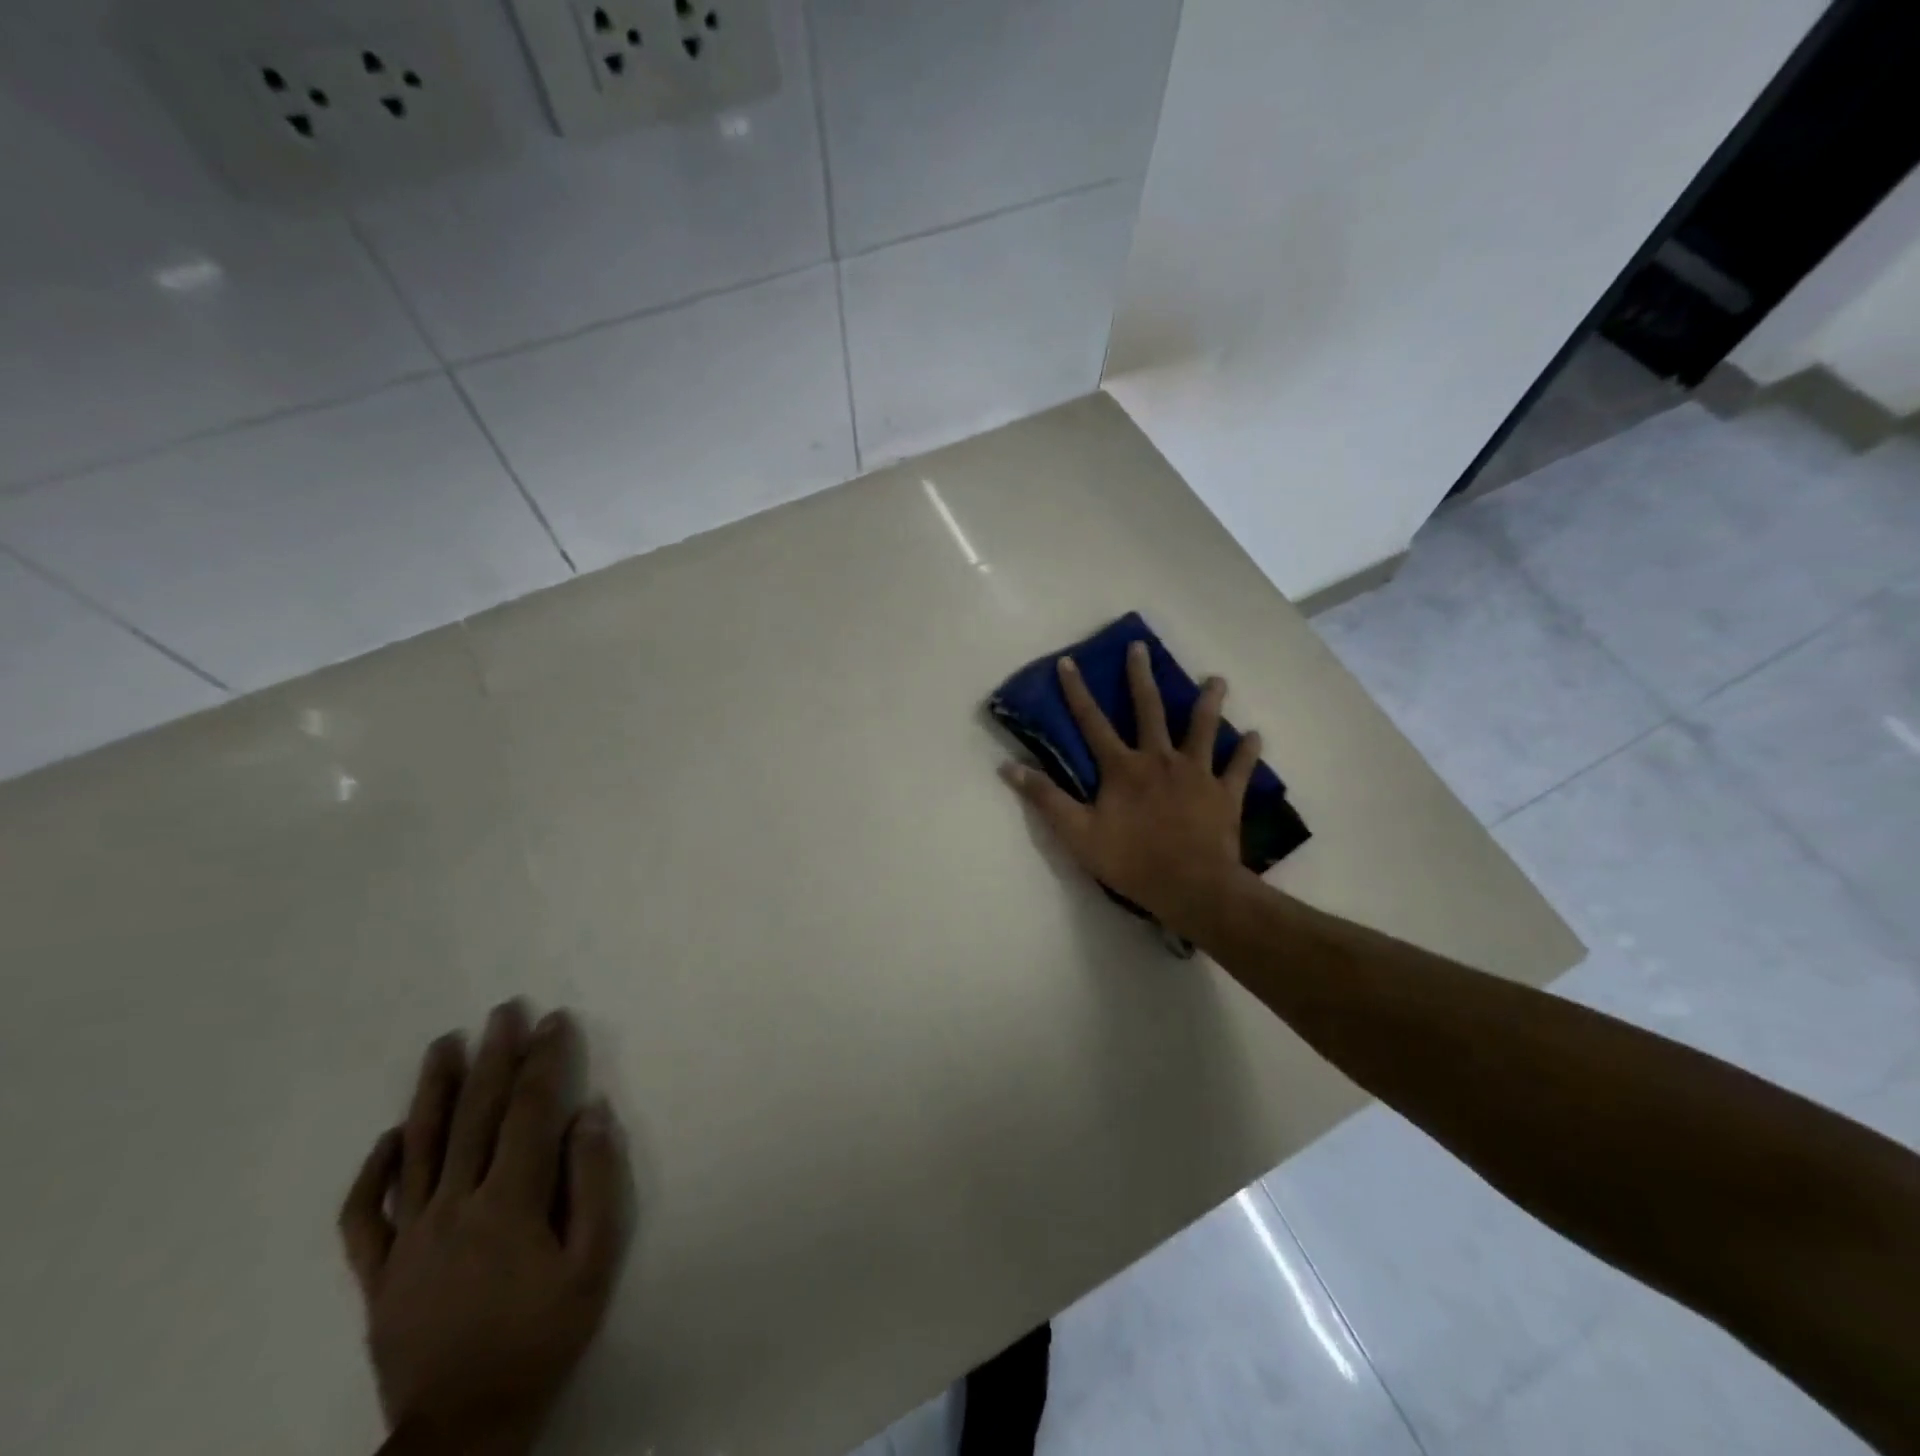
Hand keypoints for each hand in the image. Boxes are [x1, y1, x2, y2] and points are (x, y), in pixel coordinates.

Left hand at [339, 1002, 629, 1455]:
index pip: (529, 1111)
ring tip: (443, 1044)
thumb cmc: (543, 1336)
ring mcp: (409, 1239)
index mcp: (508, 1202)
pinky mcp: (379, 1274)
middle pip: (475, 1115)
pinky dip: (374, 1171)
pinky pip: (364, 1217)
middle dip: (493, 1057)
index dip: (544, 1061)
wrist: (465, 1427)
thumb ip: (594, 1181)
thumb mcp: (593, 1261)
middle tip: (502, 1010)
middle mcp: (453, 1206)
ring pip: (418, 1148)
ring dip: (432, 1090)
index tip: (554, 1020)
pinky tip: (390, 1137)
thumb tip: (590, 1112)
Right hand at [999, 640, 1262, 937]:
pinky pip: (1238, 767)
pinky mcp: (1224, 793)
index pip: (1092, 721)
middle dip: (1141, 677)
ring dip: (1209, 702)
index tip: (1069, 662)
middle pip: (1150, 710)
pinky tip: (1255, 736)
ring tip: (1217, 680)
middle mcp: (1160, 759)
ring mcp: (1196, 773)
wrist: (1192, 887)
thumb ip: (1045, 798)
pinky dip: (1247, 752)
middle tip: (1141, 647)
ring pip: (1203, 728)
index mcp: (1123, 767)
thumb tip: (1008, 767)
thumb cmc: (1131, 860)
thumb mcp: (1077, 833)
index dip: (1077, 692)